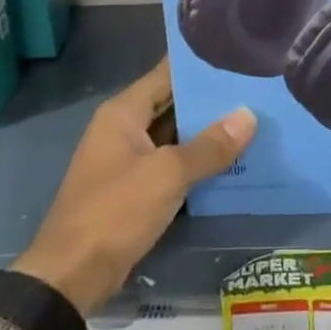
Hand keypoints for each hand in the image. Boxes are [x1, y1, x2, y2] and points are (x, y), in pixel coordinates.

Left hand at [12, 60, 254, 315]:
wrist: (72, 274)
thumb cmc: (115, 211)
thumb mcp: (167, 174)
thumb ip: (209, 146)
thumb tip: (248, 115)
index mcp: (123, 113)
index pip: (166, 74)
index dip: (200, 66)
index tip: (238, 56)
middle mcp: (124, 130)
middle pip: (173, 105)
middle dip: (211, 101)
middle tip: (258, 90)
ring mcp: (129, 161)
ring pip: (175, 137)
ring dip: (208, 134)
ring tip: (255, 120)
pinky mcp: (135, 190)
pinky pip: (172, 166)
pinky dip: (198, 163)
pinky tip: (235, 162)